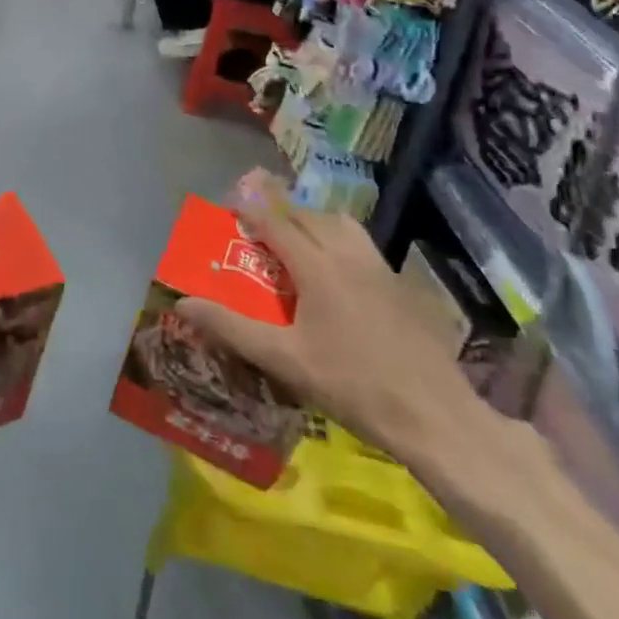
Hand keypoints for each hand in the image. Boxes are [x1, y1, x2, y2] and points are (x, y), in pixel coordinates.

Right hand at [175, 172, 485, 467]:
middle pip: (309, 215)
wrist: (435, 416)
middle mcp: (348, 255)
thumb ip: (232, 327)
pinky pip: (362, 245)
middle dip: (280, 209)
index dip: (251, 209)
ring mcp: (380, 269)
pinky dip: (339, 240)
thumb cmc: (352, 384)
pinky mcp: (401, 287)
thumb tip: (183, 303)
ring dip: (314, 220)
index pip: (276, 222)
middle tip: (258, 220)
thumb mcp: (284, 359)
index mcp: (318, 266)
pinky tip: (338, 271)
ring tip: (297, 237)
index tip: (229, 202)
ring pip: (341, 225)